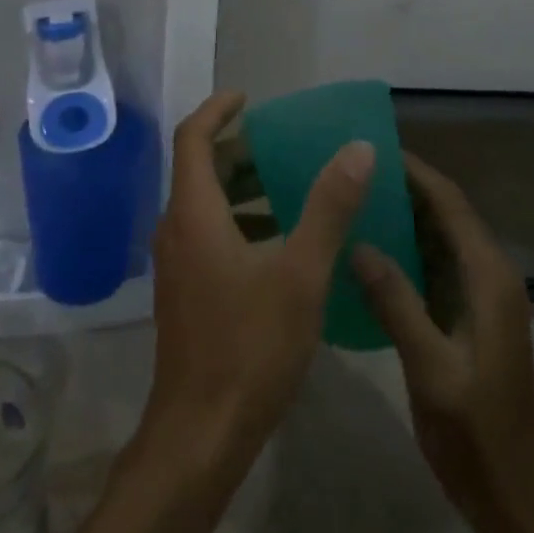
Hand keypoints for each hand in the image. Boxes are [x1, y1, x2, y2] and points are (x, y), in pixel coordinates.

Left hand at [143, 91, 375, 477]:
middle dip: (239, 149)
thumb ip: (329, 207)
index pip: (193, 137)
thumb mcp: (301, 273)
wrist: (200, 433)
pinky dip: (240, 221)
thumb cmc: (249, 346)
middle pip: (199, 168)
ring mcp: (177, 263)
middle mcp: (176, 228)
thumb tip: (357, 149)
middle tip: (285, 143)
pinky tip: (281, 242)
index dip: (218, 110)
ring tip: (290, 184)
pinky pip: (208, 233)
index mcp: (194, 212)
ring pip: (205, 203)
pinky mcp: (186, 290)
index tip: (250, 98)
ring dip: (242, 187)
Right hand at [352, 154, 533, 532]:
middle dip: (405, 187)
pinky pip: (434, 265)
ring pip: (440, 238)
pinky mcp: (468, 317)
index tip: (373, 147)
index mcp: (488, 278)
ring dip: (404, 216)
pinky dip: (406, 248)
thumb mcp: (431, 368)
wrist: (514, 497)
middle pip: (447, 213)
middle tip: (353, 169)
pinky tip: (369, 250)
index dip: (415, 172)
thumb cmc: (475, 432)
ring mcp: (480, 298)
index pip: (451, 204)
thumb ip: (396, 302)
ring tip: (355, 197)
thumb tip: (358, 243)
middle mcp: (490, 277)